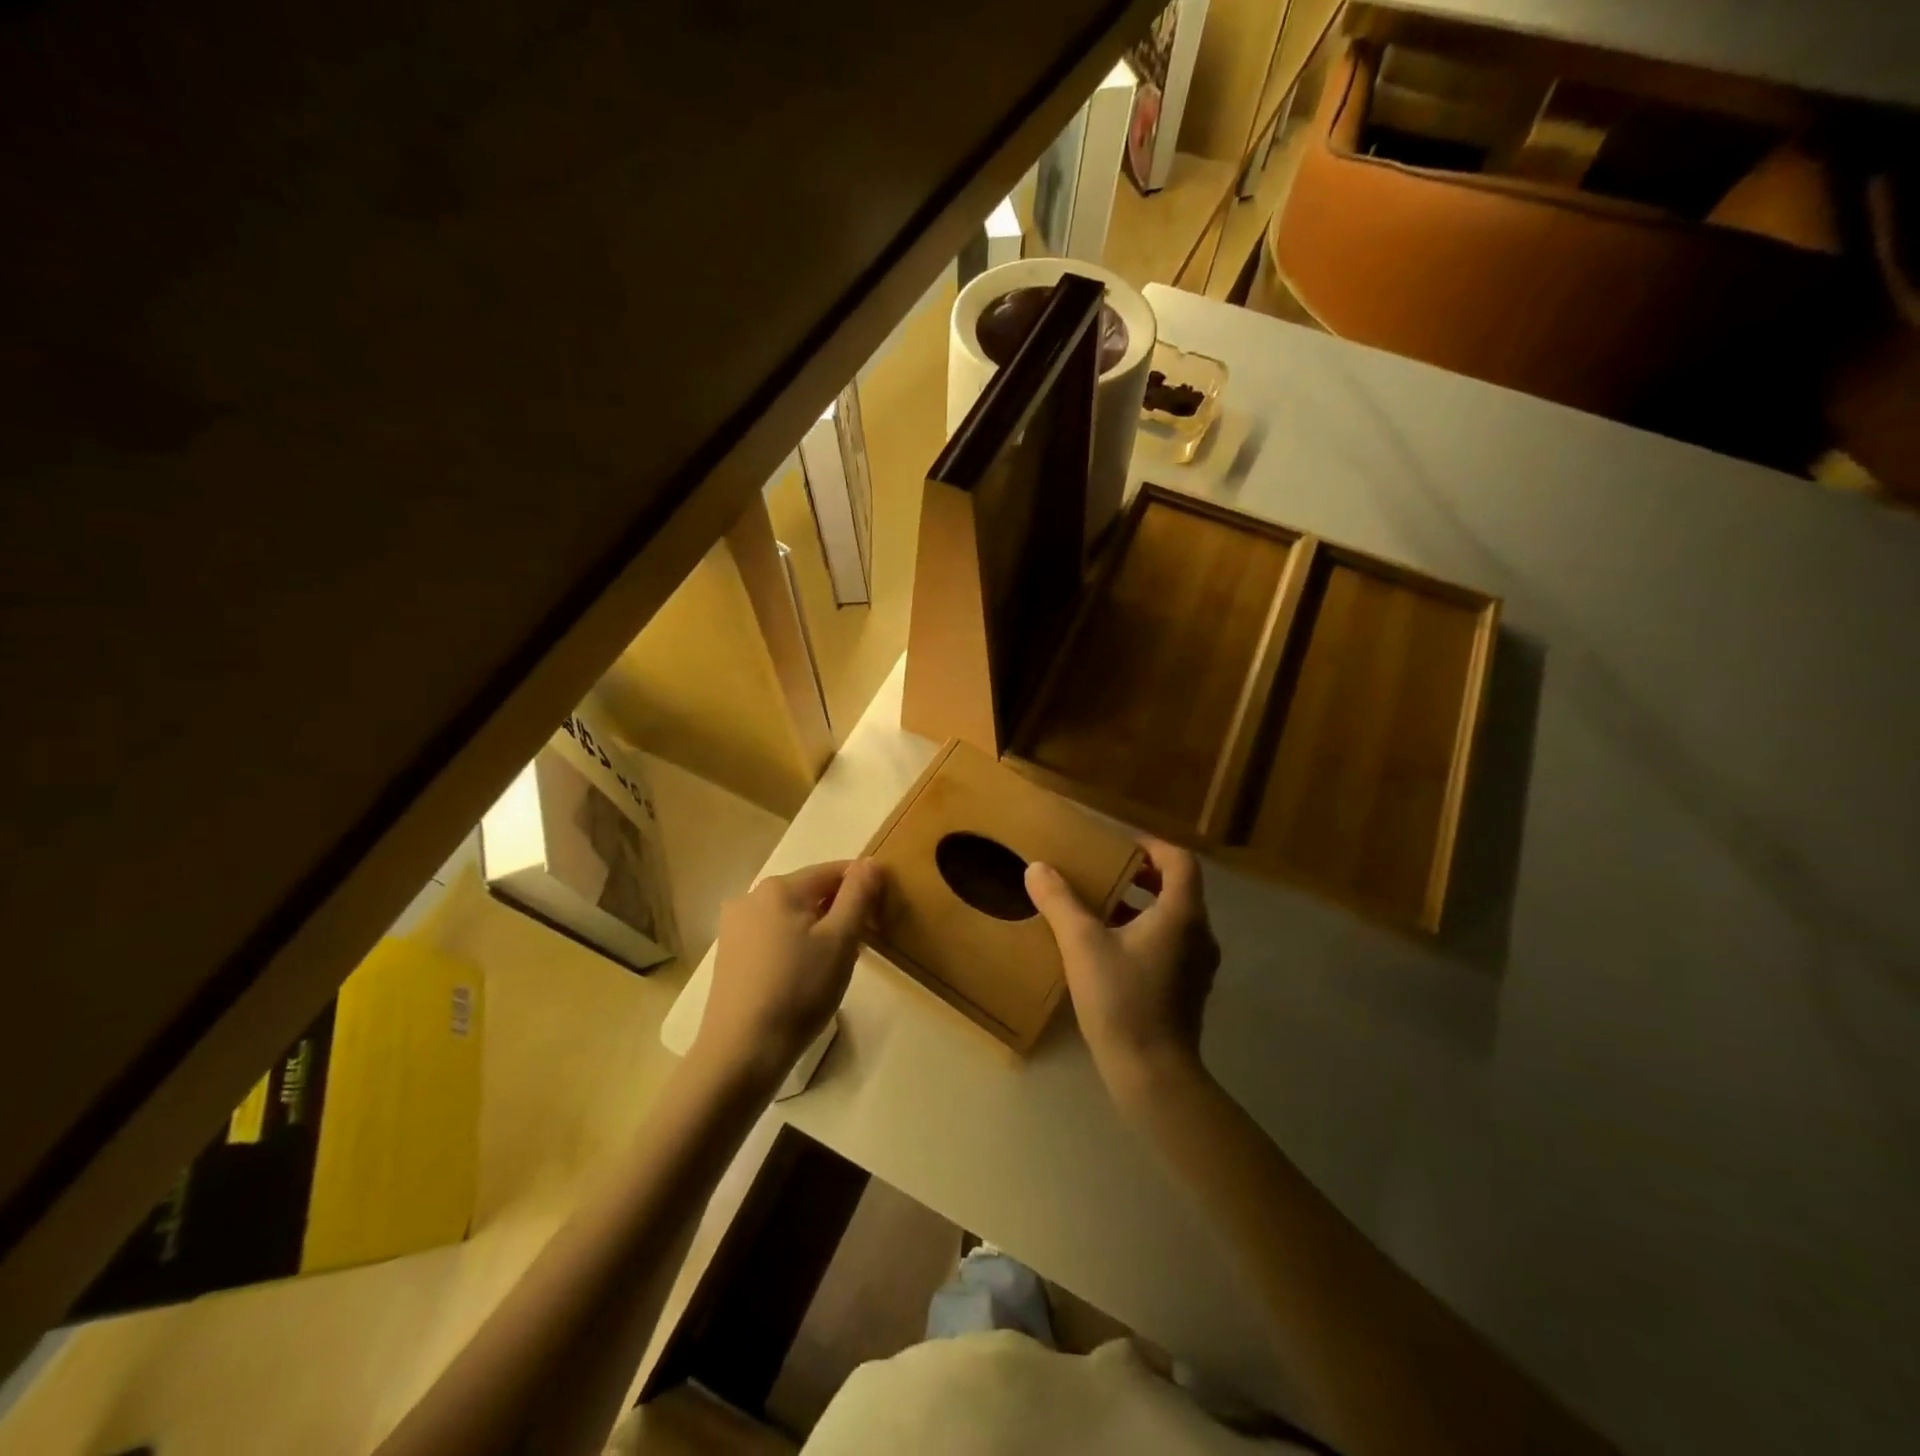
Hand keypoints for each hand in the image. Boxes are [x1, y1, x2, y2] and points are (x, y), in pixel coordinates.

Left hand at [695, 859, 883, 1086]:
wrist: (742, 1051)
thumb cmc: (799, 990)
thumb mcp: (840, 940)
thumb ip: (858, 895)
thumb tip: (871, 861)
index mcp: (779, 887)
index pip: (833, 871)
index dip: (862, 888)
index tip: (880, 917)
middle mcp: (751, 897)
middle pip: (811, 892)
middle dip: (840, 912)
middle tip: (859, 948)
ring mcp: (735, 927)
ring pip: (793, 916)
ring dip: (819, 931)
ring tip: (833, 967)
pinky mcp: (730, 955)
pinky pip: (774, 937)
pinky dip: (796, 946)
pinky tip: (804, 978)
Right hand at [1025, 838, 1218, 1104]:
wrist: (1152, 1074)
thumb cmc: (1121, 1000)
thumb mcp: (1082, 945)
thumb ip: (1060, 902)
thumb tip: (1038, 868)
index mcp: (1181, 914)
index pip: (1180, 861)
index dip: (1152, 847)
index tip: (1121, 848)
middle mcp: (1199, 934)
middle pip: (1179, 888)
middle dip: (1144, 876)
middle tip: (1107, 873)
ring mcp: (1198, 966)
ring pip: (1175, 918)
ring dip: (1143, 906)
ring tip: (1103, 908)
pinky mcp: (1189, 990)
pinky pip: (1172, 944)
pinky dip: (1147, 933)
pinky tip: (1111, 949)